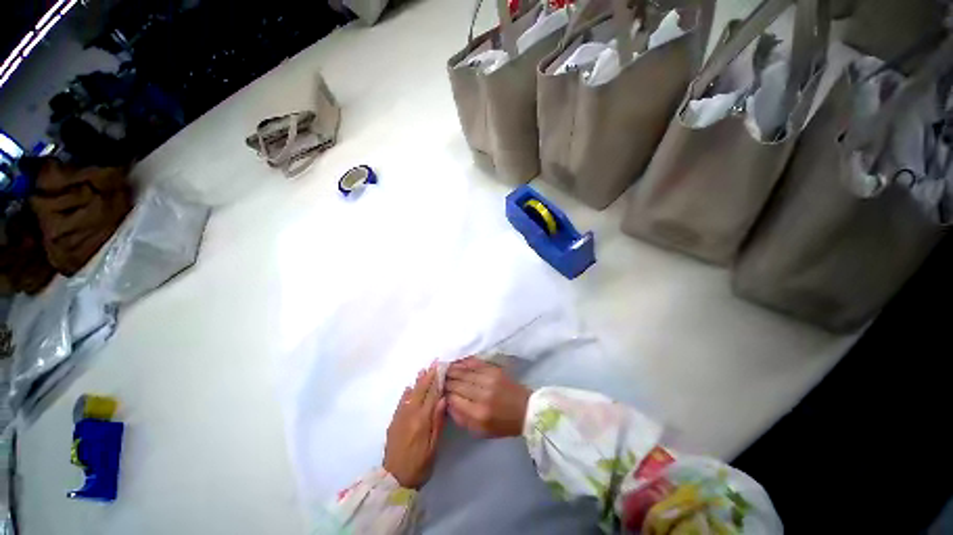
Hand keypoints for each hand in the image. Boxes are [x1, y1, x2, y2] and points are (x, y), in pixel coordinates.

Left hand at [383, 363, 445, 488]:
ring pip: (410, 395)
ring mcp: (400, 418)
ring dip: (417, 382)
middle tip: (433, 363)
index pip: (431, 395)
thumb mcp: (433, 447)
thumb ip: (438, 422)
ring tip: (422, 370)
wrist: (393, 481)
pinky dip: (406, 394)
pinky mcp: (393, 423)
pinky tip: (408, 388)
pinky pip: (400, 404)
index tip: (440, 368)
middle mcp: (410, 415)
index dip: (436, 380)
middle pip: (420, 391)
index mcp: (422, 420)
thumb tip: (443, 399)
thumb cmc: (419, 465)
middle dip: (427, 376)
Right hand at [445, 357, 530, 437]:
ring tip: (444, 368)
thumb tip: (448, 403)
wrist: (525, 410)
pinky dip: (464, 362)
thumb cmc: (503, 424)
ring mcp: (489, 379)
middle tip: (438, 377)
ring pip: (464, 371)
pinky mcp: (494, 370)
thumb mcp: (481, 431)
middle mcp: (482, 394)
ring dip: (452, 369)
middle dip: (446, 380)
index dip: (444, 393)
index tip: (438, 390)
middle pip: (458, 383)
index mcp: (478, 413)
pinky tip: (457, 362)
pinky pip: (475, 363)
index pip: (454, 399)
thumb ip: (462, 419)